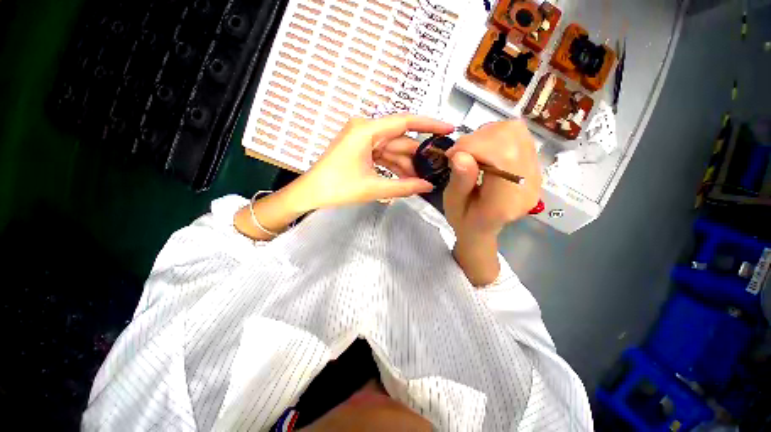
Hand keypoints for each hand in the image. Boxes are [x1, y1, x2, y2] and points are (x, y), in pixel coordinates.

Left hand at [293, 114, 453, 210]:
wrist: (311, 193)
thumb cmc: (338, 188)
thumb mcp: (374, 188)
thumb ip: (404, 187)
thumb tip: (428, 187)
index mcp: (366, 130)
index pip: (405, 122)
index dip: (429, 125)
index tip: (448, 129)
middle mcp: (365, 129)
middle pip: (399, 140)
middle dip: (417, 156)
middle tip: (436, 168)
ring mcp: (362, 139)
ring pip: (392, 150)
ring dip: (405, 165)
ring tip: (421, 180)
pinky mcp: (360, 149)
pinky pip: (383, 156)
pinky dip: (393, 167)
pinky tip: (405, 179)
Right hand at [443, 120, 541, 239]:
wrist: (482, 226)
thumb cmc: (464, 219)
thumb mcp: (453, 205)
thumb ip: (459, 182)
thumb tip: (460, 154)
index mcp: (507, 201)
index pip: (503, 157)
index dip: (474, 146)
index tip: (452, 155)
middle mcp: (529, 184)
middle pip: (512, 138)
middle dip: (478, 139)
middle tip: (459, 153)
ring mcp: (535, 171)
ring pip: (515, 131)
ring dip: (486, 135)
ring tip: (471, 152)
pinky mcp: (532, 162)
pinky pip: (517, 134)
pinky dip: (494, 135)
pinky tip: (483, 150)